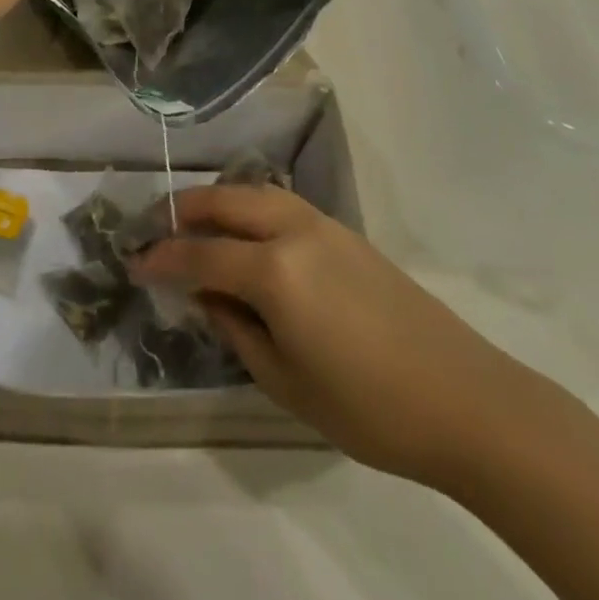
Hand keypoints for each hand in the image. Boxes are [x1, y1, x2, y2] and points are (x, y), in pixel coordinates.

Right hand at [132, 184, 532, 487]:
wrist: (465, 398)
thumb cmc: (368, 406)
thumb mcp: (286, 382)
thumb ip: (236, 329)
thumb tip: (205, 296)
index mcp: (274, 271)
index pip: (200, 254)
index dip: (161, 258)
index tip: (134, 263)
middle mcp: (293, 231)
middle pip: (225, 202)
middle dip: (184, 210)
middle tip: (157, 229)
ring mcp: (324, 225)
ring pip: (255, 193)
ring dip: (219, 202)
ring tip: (196, 224)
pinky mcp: (347, 232)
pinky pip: (283, 205)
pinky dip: (251, 208)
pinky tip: (247, 234)